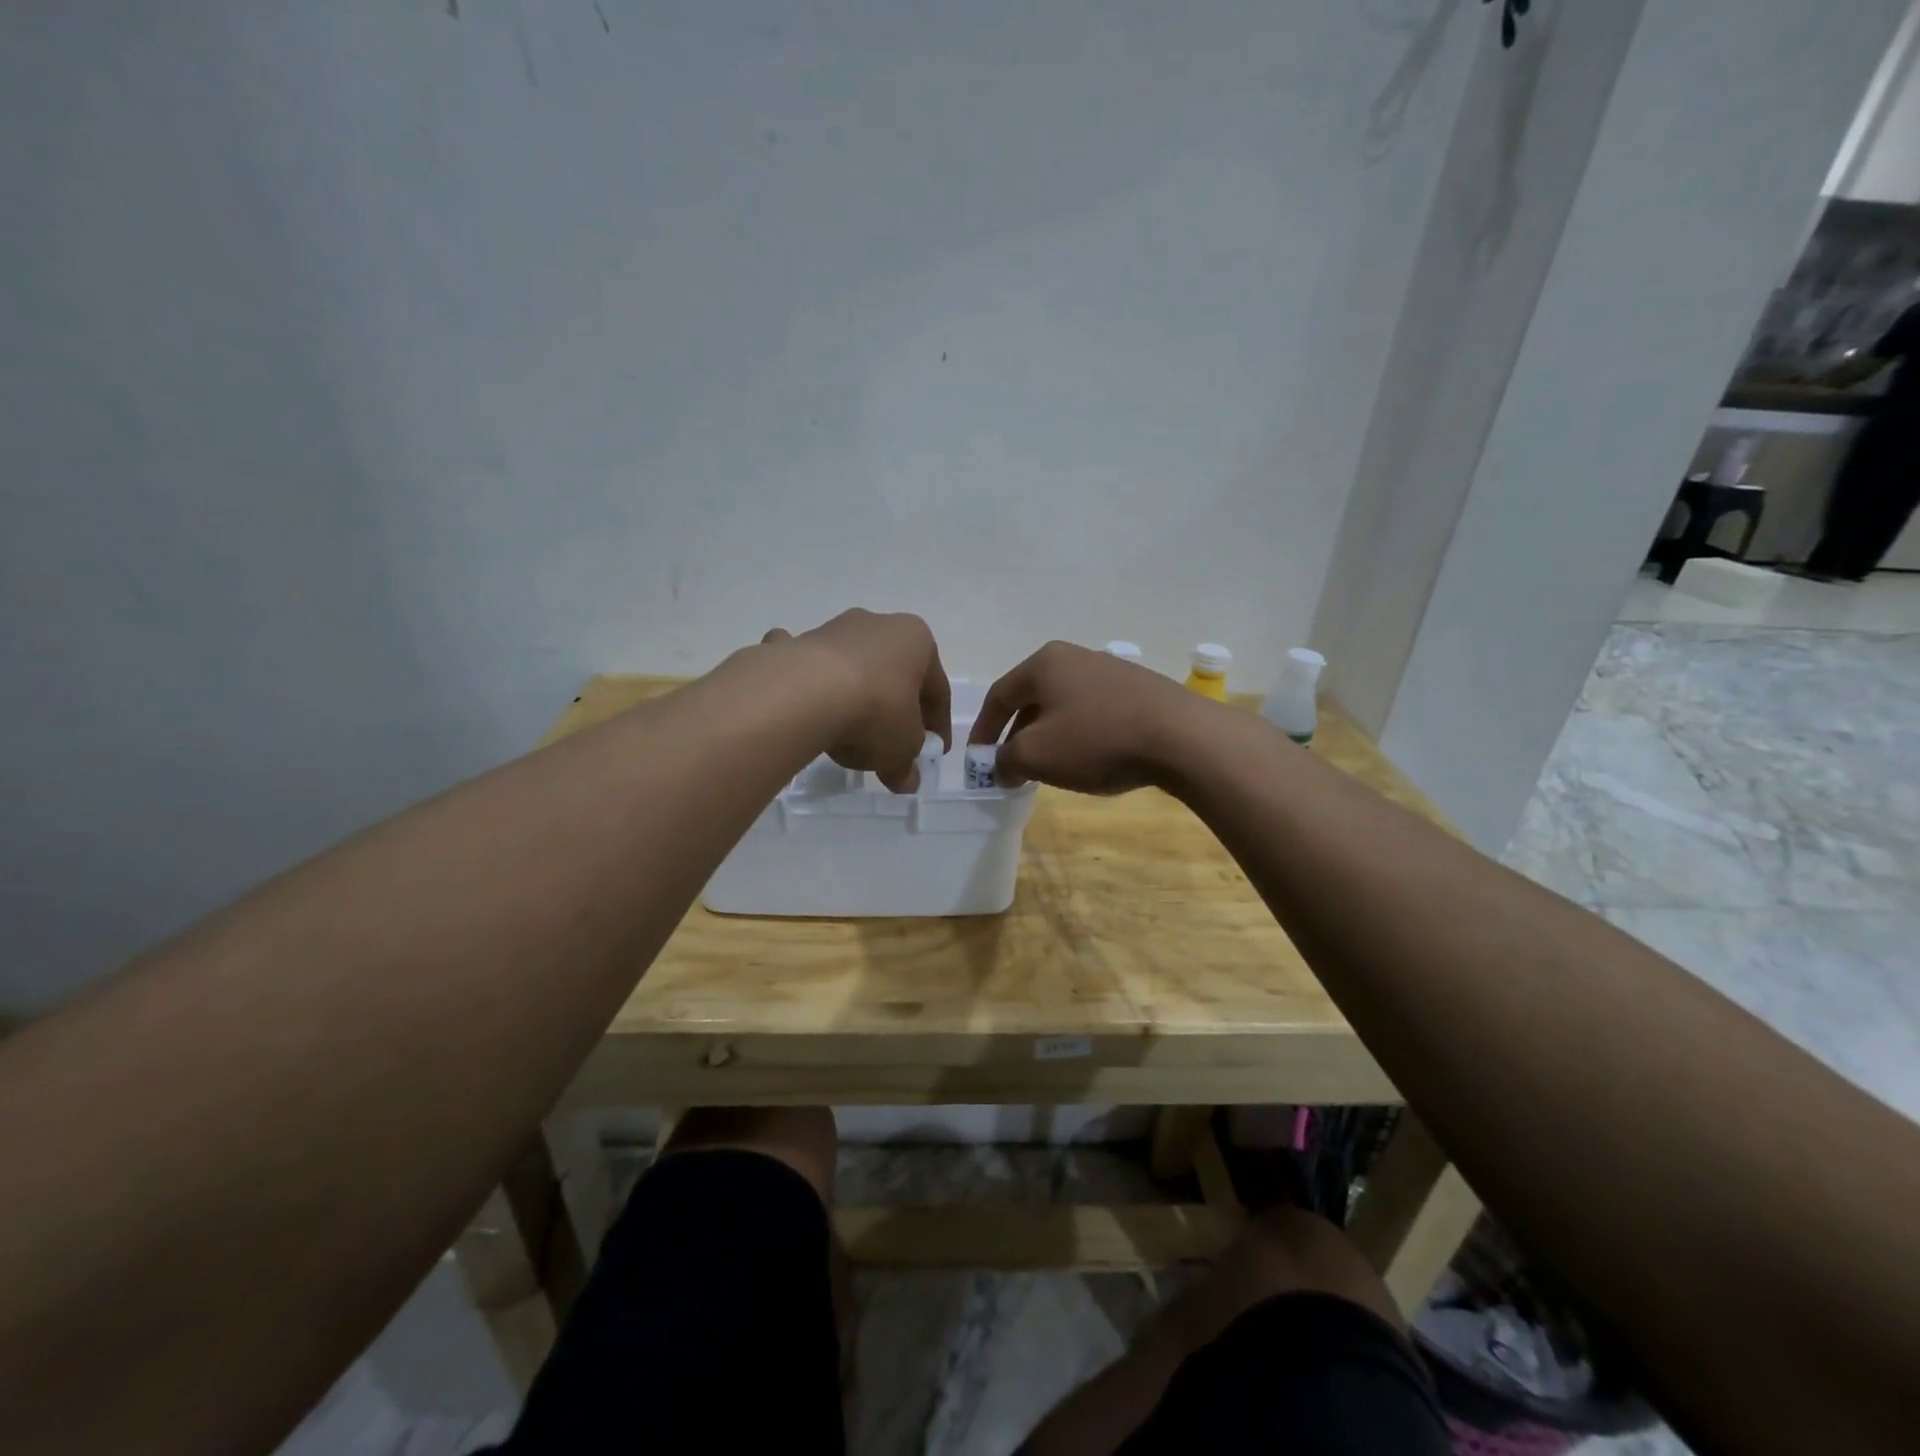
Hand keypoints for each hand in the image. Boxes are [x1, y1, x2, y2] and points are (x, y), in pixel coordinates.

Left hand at [765, 611, 950, 792]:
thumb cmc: (875, 712)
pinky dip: (809, 682)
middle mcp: (878, 625)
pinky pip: (809, 667)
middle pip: (895, 674)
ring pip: (854, 668)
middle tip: (894, 743)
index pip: (937, 689)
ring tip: (849, 734)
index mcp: (916, 640)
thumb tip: (906, 780)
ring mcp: (833, 630)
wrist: (803, 694)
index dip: (938, 724)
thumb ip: (907, 764)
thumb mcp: (902, 748)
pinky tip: (804, 705)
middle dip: (897, 707)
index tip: (935, 750)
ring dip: (857, 695)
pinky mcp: (797, 645)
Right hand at [967, 641, 1207, 793]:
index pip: (999, 696)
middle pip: (1032, 699)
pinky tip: (1091, 760)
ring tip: (1050, 768)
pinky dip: (1081, 736)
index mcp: (1044, 663)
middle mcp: (1075, 657)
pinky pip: (1095, 713)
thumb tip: (1001, 766)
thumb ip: (1005, 760)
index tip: (978, 760)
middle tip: (1012, 767)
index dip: (983, 730)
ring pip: (1065, 707)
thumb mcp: (1036, 755)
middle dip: (1017, 735)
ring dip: (1050, 737)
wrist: (1181, 737)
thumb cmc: (1096, 740)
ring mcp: (1111, 671)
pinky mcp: (1140, 690)